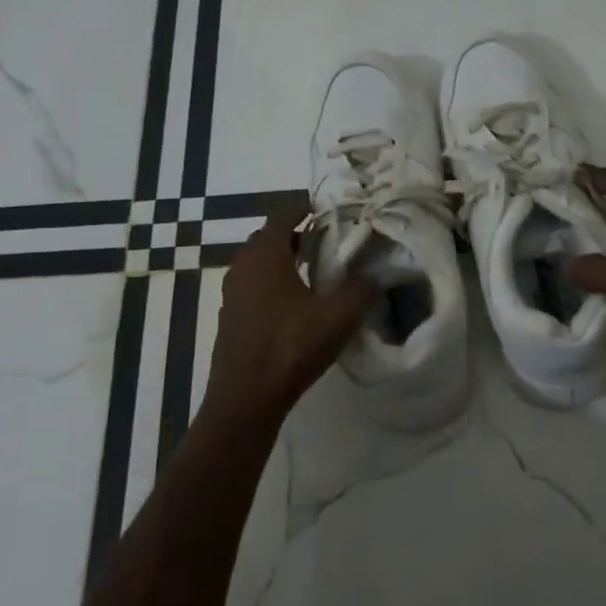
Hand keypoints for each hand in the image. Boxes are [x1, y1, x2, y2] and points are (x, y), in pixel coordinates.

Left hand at [207, 203, 376, 418]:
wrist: (245, 399)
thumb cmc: (290, 348)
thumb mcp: (337, 318)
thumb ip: (361, 289)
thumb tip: (374, 273)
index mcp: (265, 256)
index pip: (283, 214)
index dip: (305, 206)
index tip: (327, 207)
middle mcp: (243, 266)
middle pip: (270, 237)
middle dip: (297, 232)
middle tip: (328, 237)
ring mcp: (232, 293)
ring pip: (261, 262)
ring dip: (285, 258)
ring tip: (316, 268)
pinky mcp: (231, 316)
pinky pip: (254, 285)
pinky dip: (274, 281)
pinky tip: (296, 302)